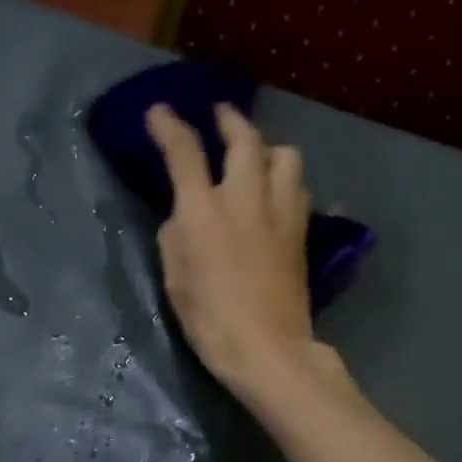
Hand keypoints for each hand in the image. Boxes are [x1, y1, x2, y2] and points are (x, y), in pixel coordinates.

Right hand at [148, 102, 324, 397]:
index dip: (169, 127)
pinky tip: (275, 194)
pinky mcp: (301, 232)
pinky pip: (297, 188)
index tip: (159, 113)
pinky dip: (284, 180)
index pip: (185, 153)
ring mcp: (281, 213)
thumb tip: (185, 217)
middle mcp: (246, 198)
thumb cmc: (210, 320)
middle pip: (245, 139)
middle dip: (230, 121)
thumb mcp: (176, 279)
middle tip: (220, 115)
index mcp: (205, 210)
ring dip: (267, 149)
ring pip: (285, 156)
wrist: (267, 348)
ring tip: (256, 158)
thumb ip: (176, 237)